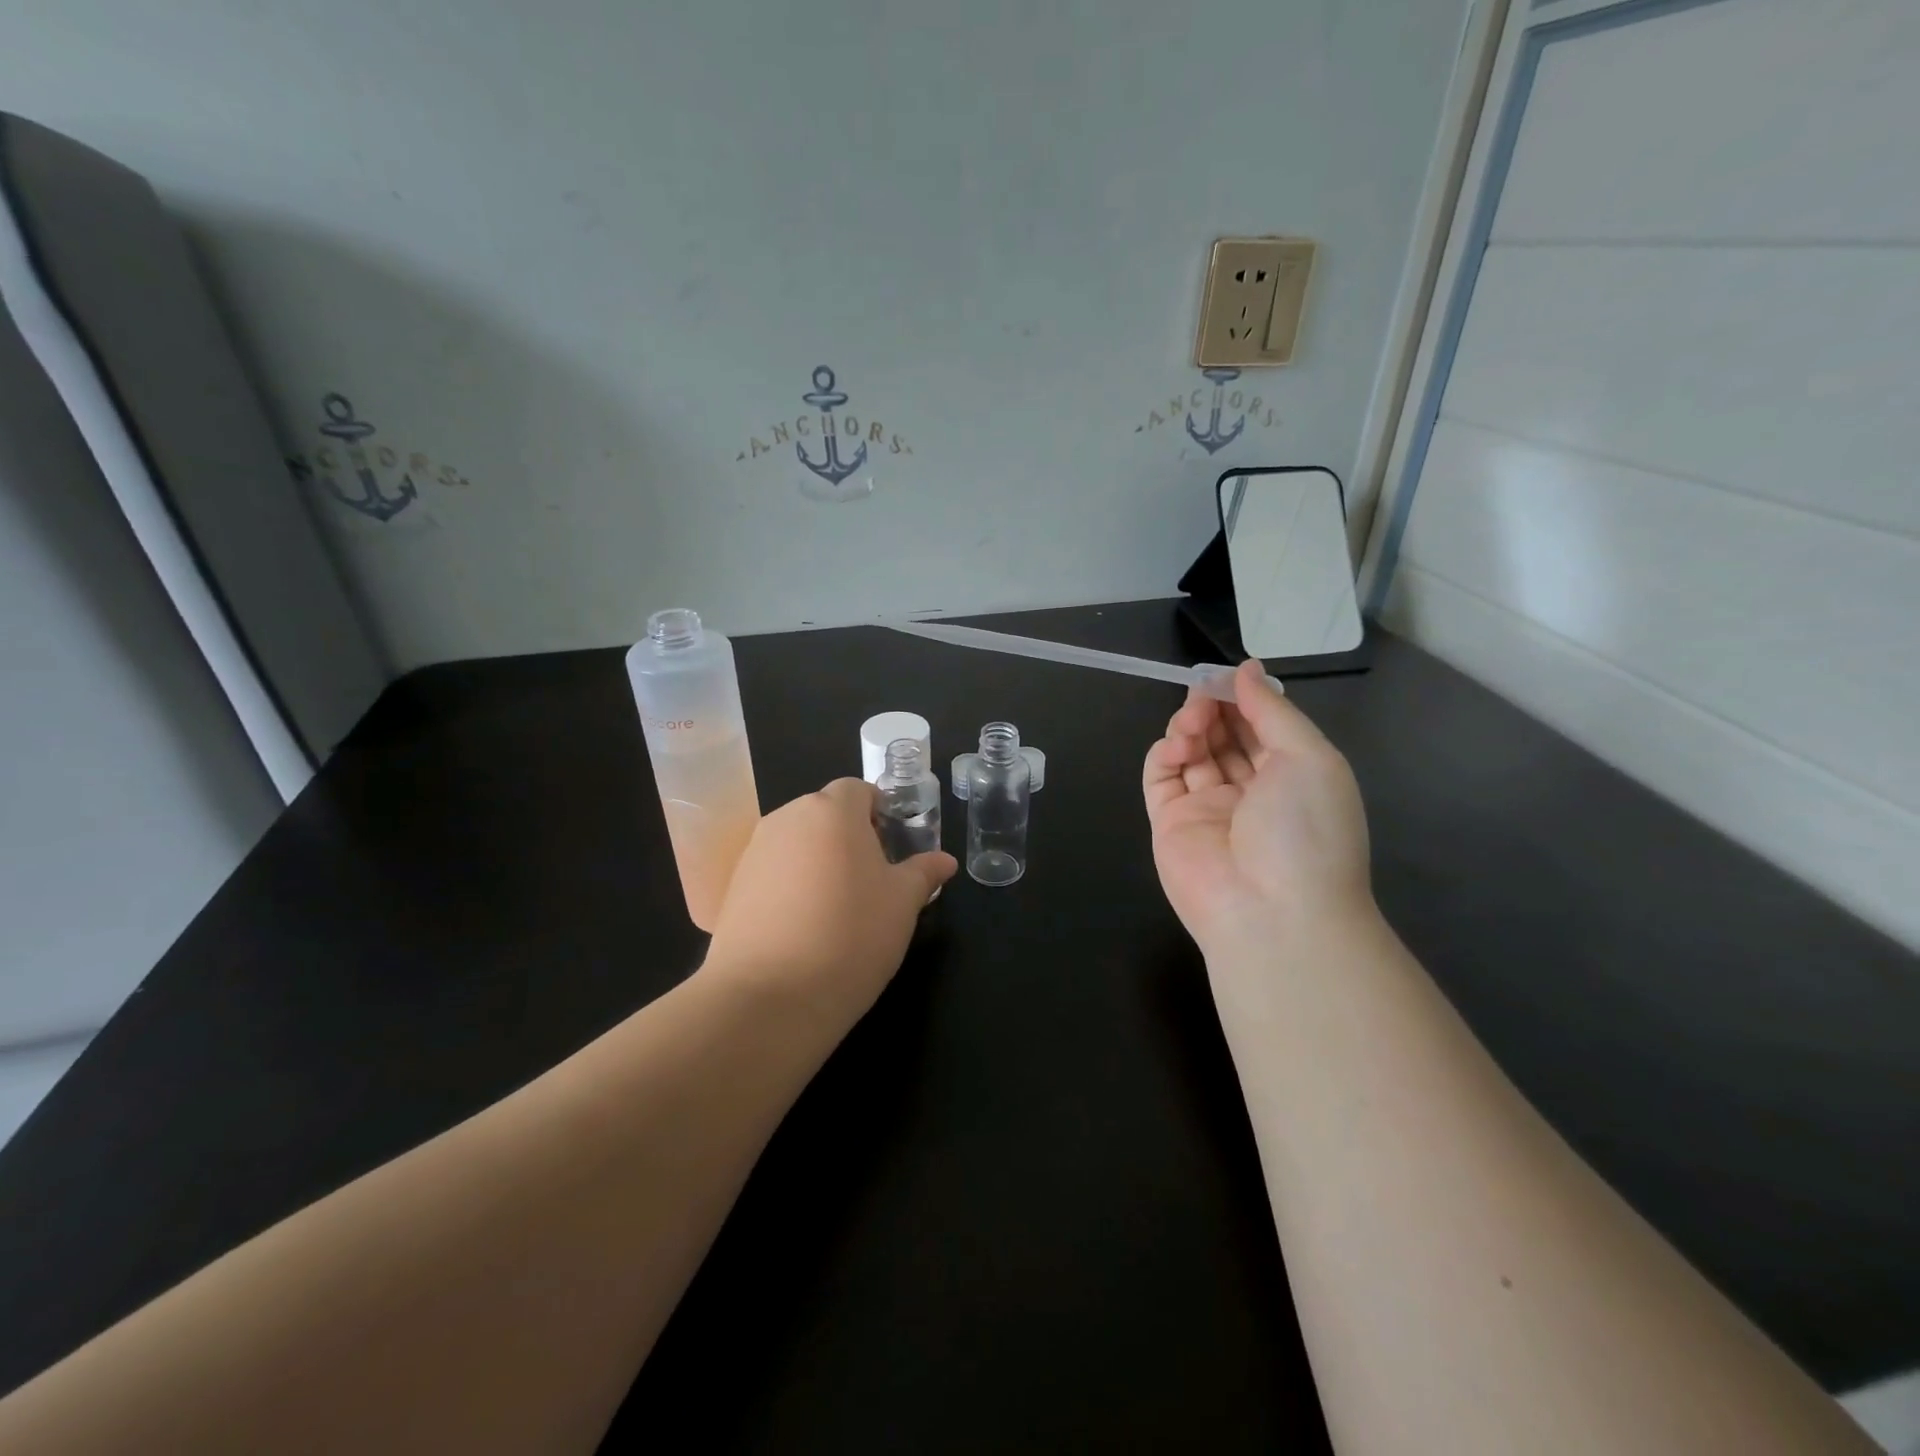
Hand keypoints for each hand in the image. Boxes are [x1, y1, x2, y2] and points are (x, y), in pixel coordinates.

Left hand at [704, 778, 956, 1031]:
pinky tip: (803, 927)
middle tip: (870, 880)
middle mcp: (788, 818)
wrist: (769, 996)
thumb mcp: (903, 904)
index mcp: (833, 810)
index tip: (891, 848)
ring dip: (818, 860)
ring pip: (797, 842)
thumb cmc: (851, 934)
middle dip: (849, 836)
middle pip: (825, 813)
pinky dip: (790, 886)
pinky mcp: (733, 886)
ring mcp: (755, 851)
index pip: (858, 790)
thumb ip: (923, 873)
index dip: (879, 812)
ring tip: (836, 907)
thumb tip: (944, 861)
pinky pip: (772, 871)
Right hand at [1143, 660, 1373, 954]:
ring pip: (1191, 752)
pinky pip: (1161, 778)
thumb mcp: (1309, 757)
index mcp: (1292, 777)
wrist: (1273, 913)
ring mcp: (1207, 808)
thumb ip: (1272, 710)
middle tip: (1203, 690)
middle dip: (1213, 708)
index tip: (1228, 674)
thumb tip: (1247, 669)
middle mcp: (1249, 792)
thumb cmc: (1305, 828)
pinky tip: (1178, 744)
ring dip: (1190, 726)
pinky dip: (1164, 753)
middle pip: (1224, 736)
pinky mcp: (1169, 822)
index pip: (1262, 728)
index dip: (1245, 699)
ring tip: (1194, 720)